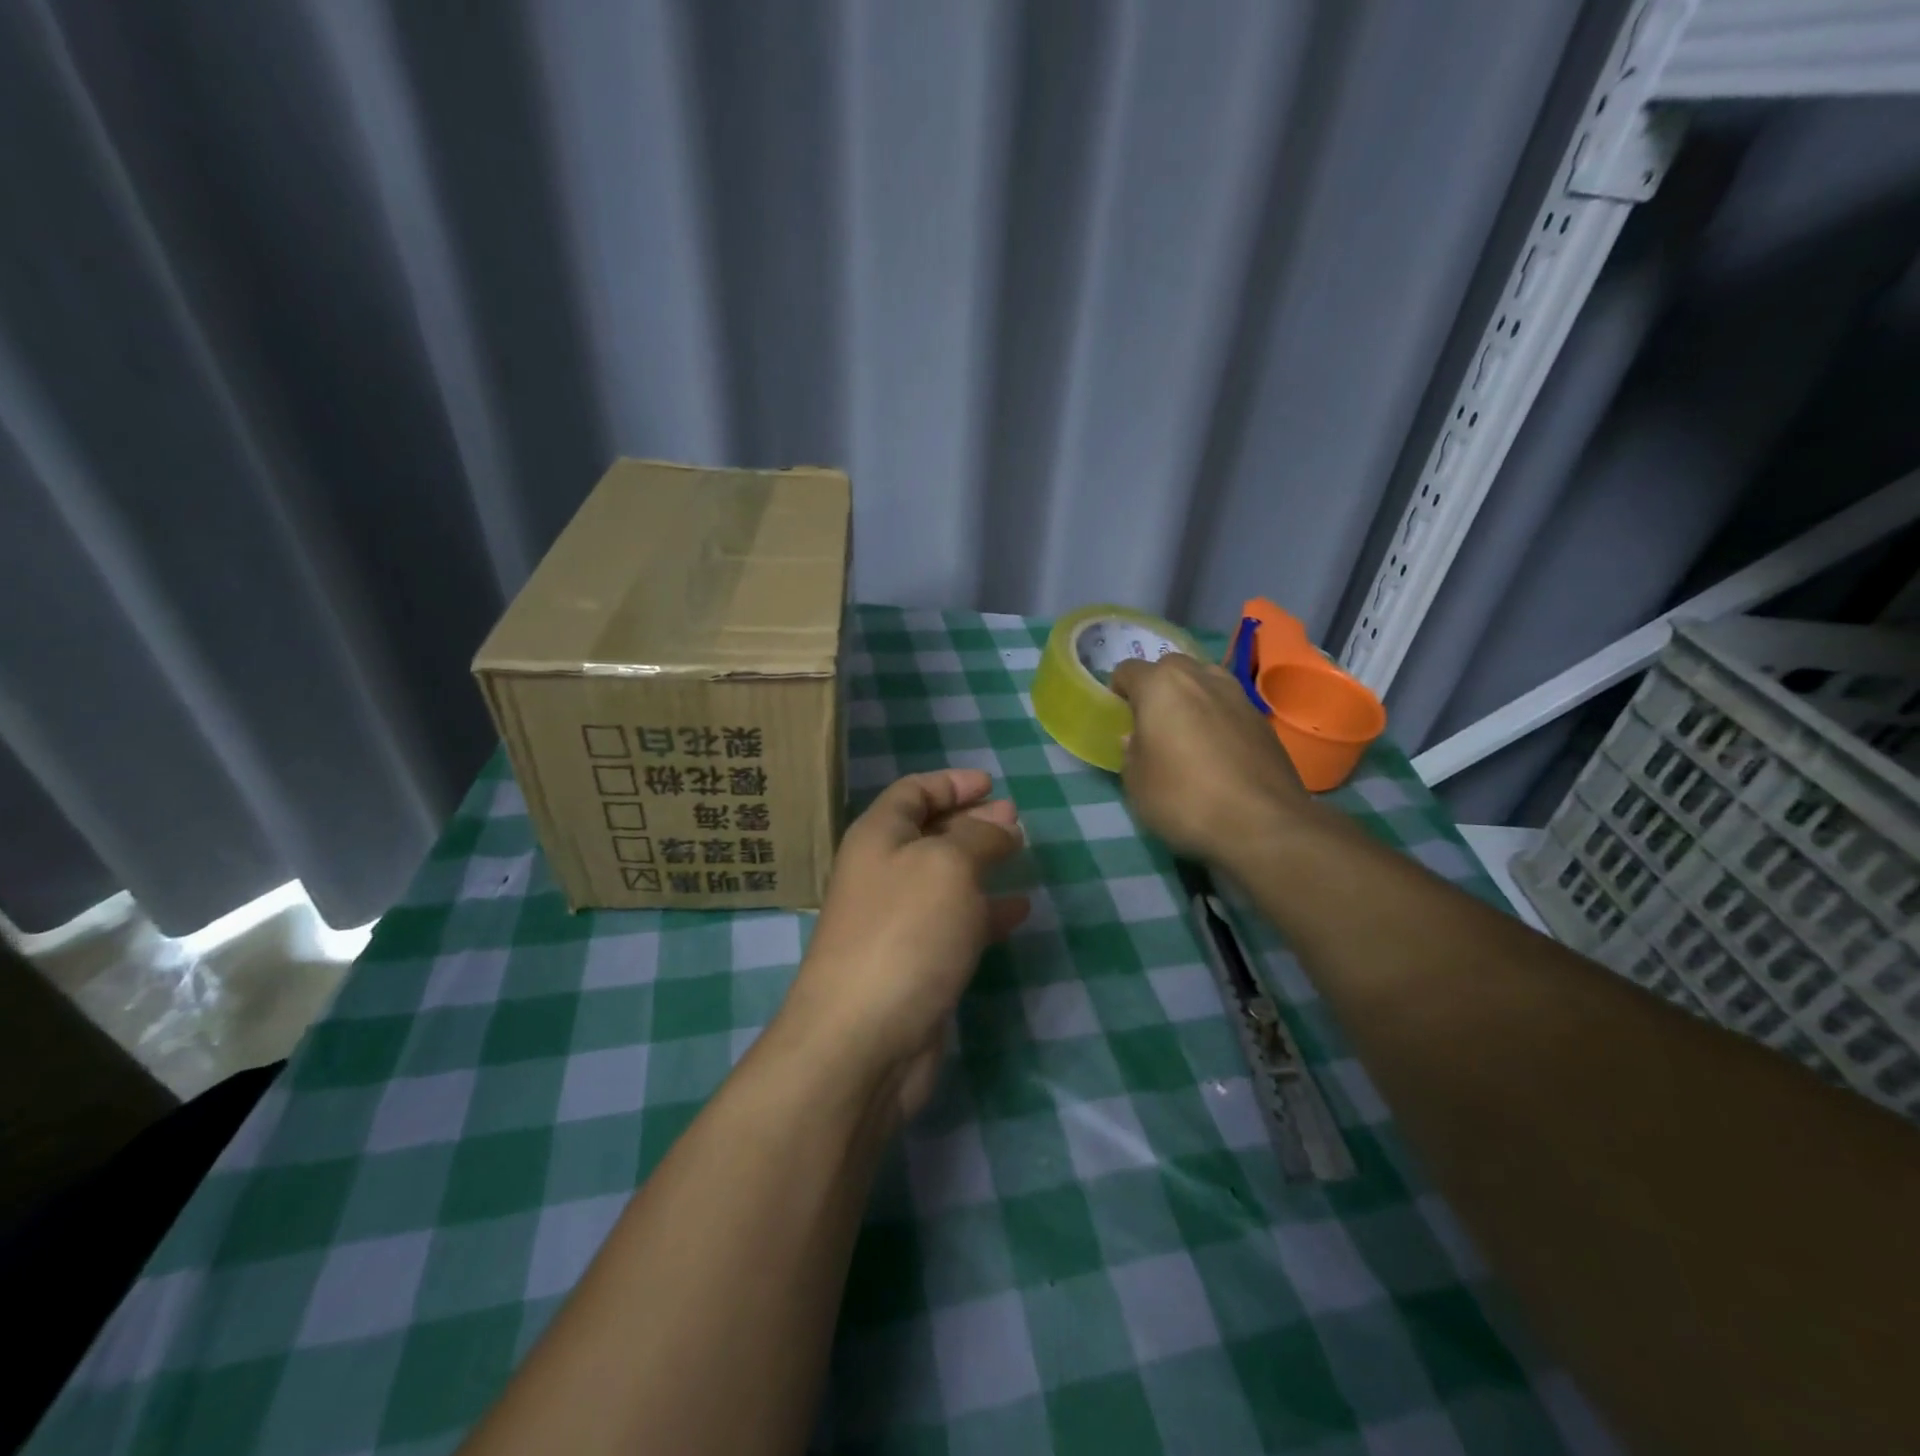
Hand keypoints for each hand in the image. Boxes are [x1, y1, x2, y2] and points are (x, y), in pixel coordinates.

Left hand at [777, 769, 1027, 1122]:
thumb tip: (1001, 824)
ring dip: (981, 862)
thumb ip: (979, 837)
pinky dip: (986, 910)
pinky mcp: (915, 963)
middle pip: (929, 832)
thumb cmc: (905, 932)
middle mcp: (882, 872)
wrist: (863, 1039)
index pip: (912, 792)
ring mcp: (897, 921)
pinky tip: (1018, 910)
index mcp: (878, 837)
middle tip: (1015, 818)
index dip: (950, 783)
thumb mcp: (948, 866)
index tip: (991, 784)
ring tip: (1021, 854)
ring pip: (945, 877)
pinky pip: (955, 922)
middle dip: (972, 820)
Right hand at [1109, 653, 1315, 866]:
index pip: (1128, 670)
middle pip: (1170, 669)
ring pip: (1204, 682)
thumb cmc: (1184, 798)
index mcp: (1161, 686)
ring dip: (1191, 699)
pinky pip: (1229, 707)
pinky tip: (1218, 753)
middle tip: (1153, 725)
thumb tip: (1138, 738)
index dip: (1118, 692)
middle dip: (1157, 689)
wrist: (1263, 825)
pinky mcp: (1263, 719)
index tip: (1119, 718)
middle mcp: (1201, 677)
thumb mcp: (1135, 782)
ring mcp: (1238, 695)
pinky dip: (1218, 719)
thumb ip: (1130, 751)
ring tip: (1187, 735)